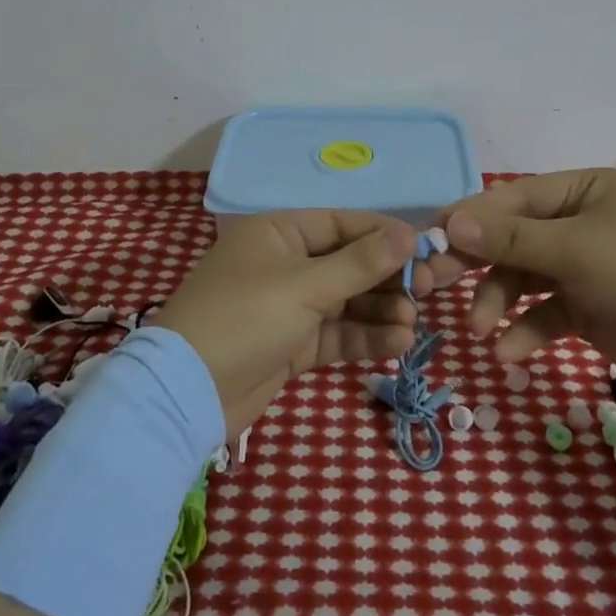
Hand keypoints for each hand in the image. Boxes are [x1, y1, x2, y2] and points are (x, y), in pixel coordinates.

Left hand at [156, 211, 435, 437]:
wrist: (188, 392)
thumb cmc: (245, 318)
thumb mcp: (306, 285)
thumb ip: (361, 262)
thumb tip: (410, 233)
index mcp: (278, 231)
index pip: (342, 223)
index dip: (384, 235)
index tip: (425, 251)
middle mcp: (285, 262)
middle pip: (349, 262)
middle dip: (387, 278)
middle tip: (428, 291)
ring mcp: (288, 305)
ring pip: (347, 301)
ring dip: (380, 310)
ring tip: (413, 323)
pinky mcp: (292, 344)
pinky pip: (337, 333)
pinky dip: (365, 336)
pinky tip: (397, 342)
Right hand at [429, 168, 615, 395]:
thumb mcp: (575, 250)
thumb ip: (510, 238)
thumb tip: (450, 221)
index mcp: (583, 191)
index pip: (512, 199)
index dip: (469, 218)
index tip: (428, 240)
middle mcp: (580, 223)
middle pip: (512, 239)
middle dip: (476, 264)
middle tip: (432, 283)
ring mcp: (583, 267)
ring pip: (522, 280)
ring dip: (498, 304)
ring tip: (481, 332)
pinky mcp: (587, 308)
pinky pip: (544, 313)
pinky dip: (525, 330)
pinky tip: (509, 353)